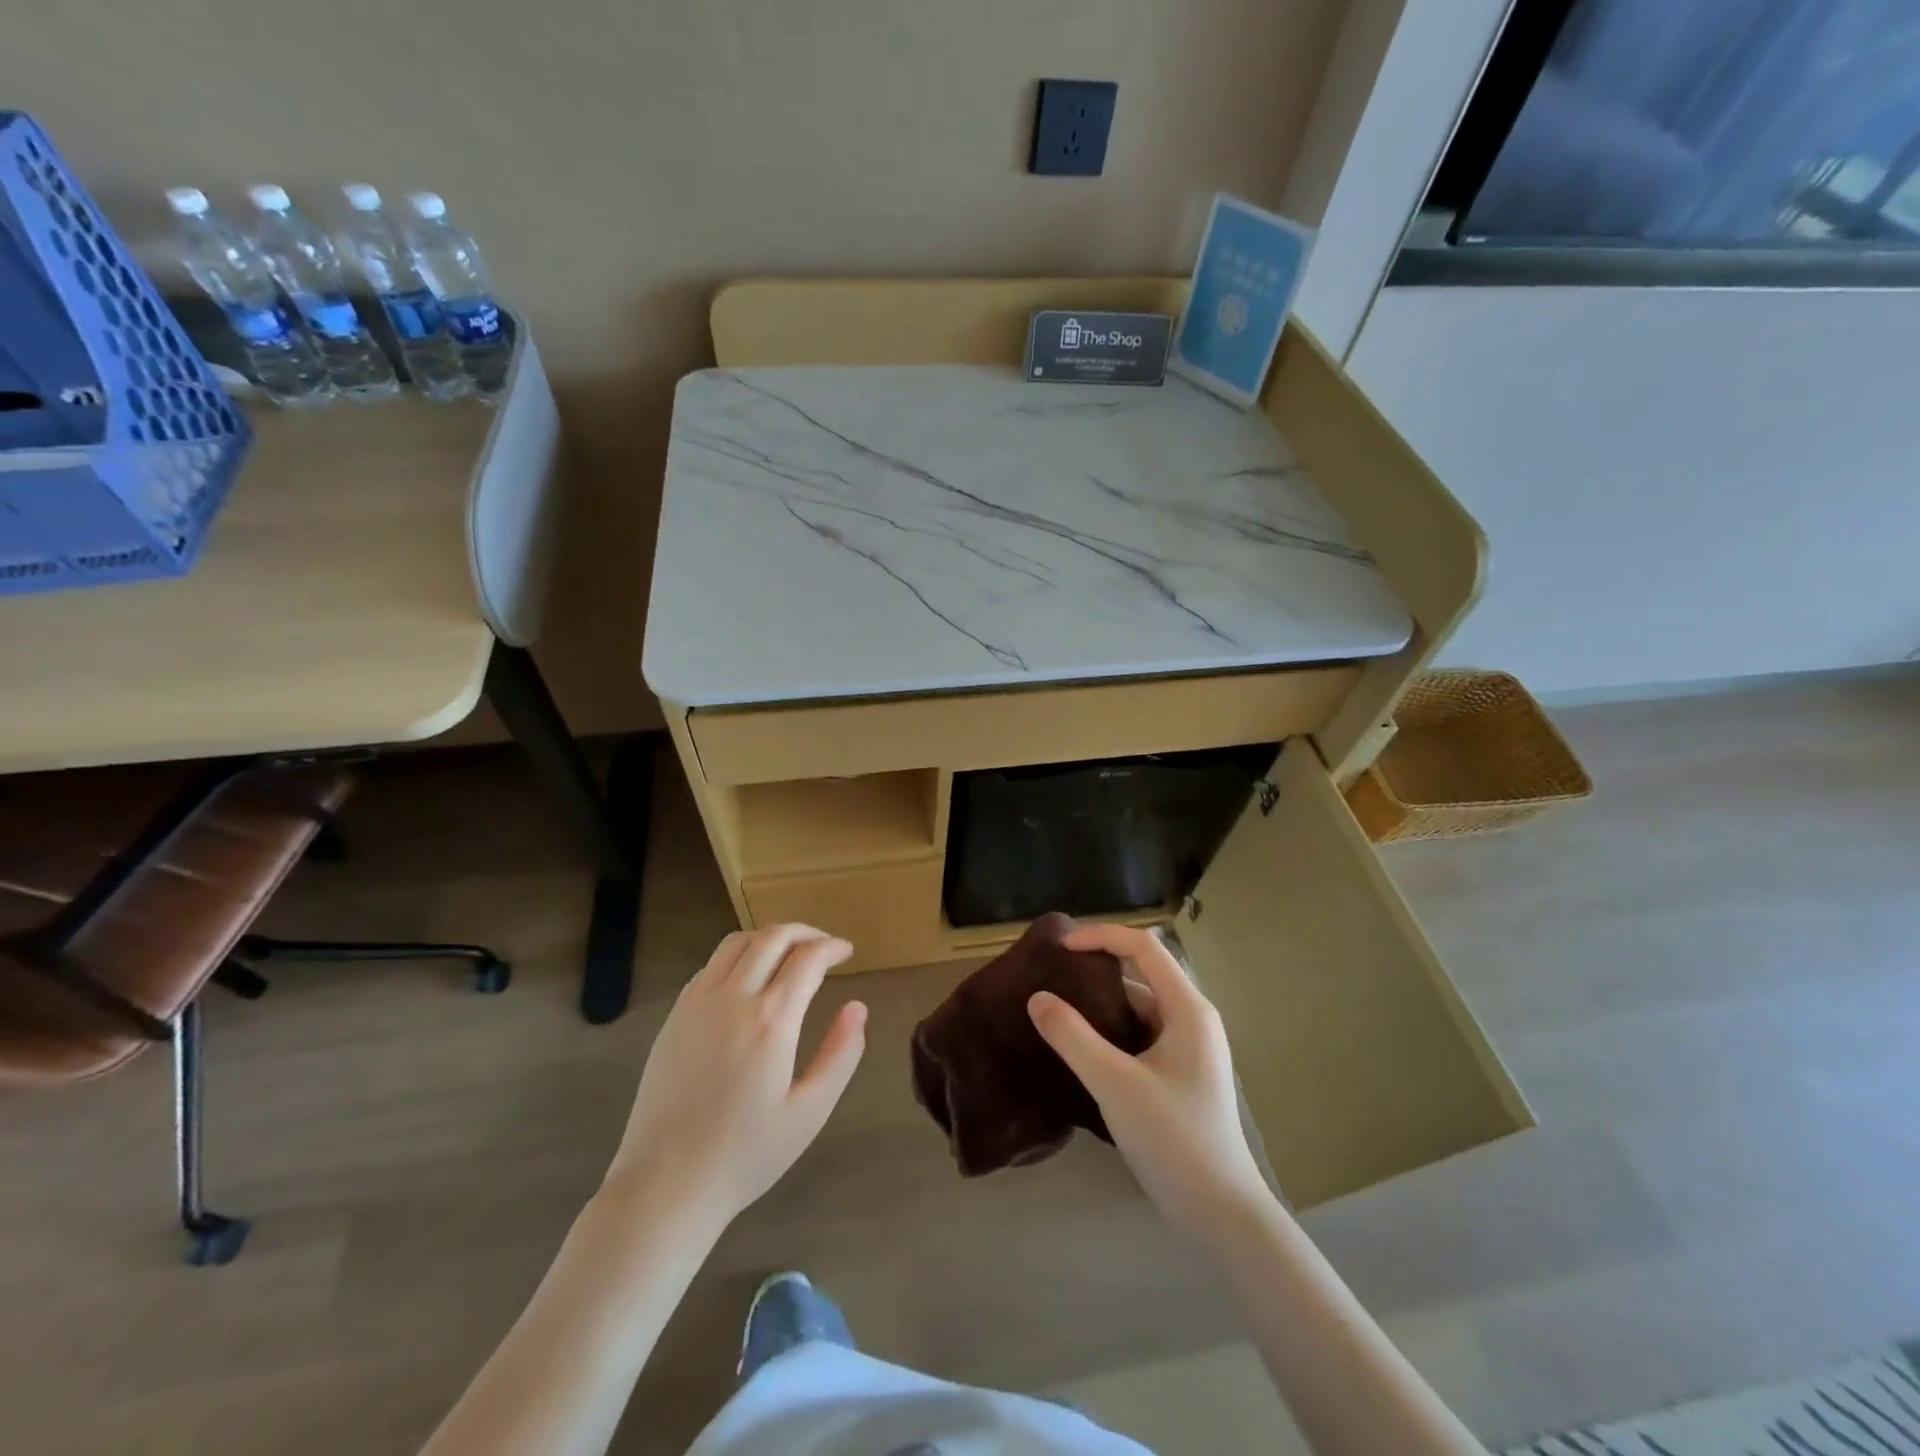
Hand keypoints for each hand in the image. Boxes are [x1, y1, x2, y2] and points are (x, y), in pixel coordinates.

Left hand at [603, 925, 867, 1231]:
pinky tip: (750, 978)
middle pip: (772, 937)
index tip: (848, 951)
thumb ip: (841, 1054)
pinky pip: (711, 964)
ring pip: (738, 942)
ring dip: (770, 937)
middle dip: (805, 932)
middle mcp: (733, 997)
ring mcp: (697, 1002)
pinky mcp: (675, 1015)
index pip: (807, 958)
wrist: (666, 1184)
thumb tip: (857, 1007)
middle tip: (824, 946)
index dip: (832, 947)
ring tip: (790, 953)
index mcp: (771, 1020)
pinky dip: (740, 955)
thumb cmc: (746, 1154)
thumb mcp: (810, 1112)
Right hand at [1029, 923, 1268, 1240]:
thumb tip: (1037, 998)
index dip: (1101, 937)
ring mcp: (1189, 1048)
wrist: (1222, 1215)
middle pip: (1142, 973)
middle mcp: (1193, 1019)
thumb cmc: (1174, 1140)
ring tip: (1059, 1008)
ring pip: (1140, 1007)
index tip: (1060, 948)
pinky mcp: (1180, 1074)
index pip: (1143, 947)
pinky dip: (1112, 1030)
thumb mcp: (1115, 1085)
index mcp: (1188, 1009)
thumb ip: (1073, 1037)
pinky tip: (1082, 1047)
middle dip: (1098, 968)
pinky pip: (1141, 1034)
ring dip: (1102, 1003)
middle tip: (1053, 975)